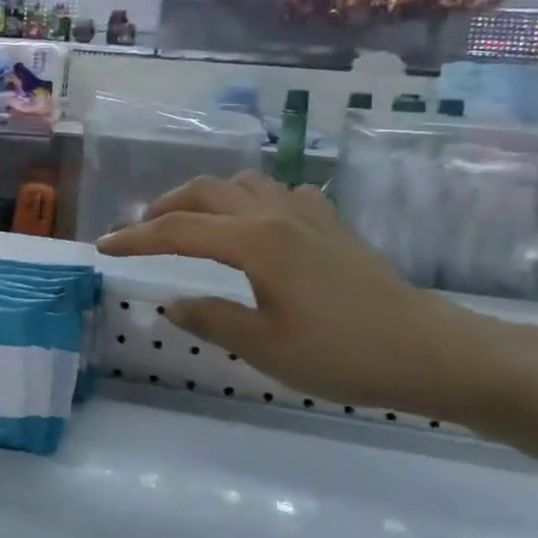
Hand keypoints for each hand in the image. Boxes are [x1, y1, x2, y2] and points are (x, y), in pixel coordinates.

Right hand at [96, 173, 499, 418]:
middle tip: (140, 231)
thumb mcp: (267, 348)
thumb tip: (172, 303)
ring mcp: (308, 215)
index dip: (136, 238)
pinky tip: (256, 223)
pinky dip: (252, 200)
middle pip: (206, 192)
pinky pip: (280, 193)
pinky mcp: (332, 225)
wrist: (434, 352)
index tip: (103, 247)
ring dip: (206, 197)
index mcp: (255, 242)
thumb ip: (211, 320)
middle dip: (165, 207)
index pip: (178, 231)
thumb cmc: (345, 354)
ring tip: (190, 222)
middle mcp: (276, 215)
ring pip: (243, 183)